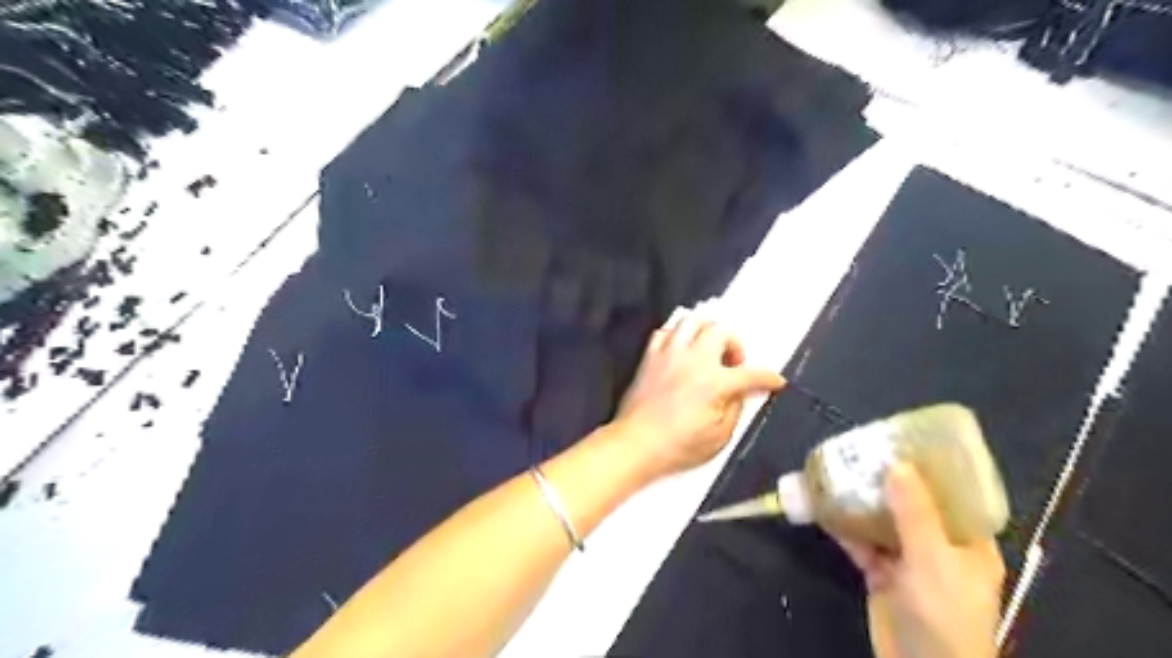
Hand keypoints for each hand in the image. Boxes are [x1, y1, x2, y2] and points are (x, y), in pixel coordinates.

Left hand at [608, 310, 780, 480]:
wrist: (636, 443)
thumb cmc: (679, 446)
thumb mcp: (719, 436)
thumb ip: (735, 408)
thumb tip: (741, 393)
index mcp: (714, 382)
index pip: (749, 374)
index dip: (768, 377)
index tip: (776, 381)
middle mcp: (693, 359)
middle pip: (721, 330)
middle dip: (734, 343)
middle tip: (733, 364)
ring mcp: (669, 353)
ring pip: (692, 320)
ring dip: (706, 332)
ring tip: (709, 350)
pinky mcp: (650, 356)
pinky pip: (665, 332)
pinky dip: (677, 337)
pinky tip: (681, 352)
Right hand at [832, 465, 1007, 657]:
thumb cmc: (944, 614)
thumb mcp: (933, 560)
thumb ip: (915, 513)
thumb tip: (897, 464)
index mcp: (967, 541)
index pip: (953, 493)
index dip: (931, 467)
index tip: (904, 441)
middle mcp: (939, 546)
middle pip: (912, 504)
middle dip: (886, 480)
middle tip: (860, 451)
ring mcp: (908, 561)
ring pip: (882, 521)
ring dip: (860, 501)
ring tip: (837, 471)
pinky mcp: (881, 575)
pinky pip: (861, 543)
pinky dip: (844, 527)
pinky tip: (824, 507)